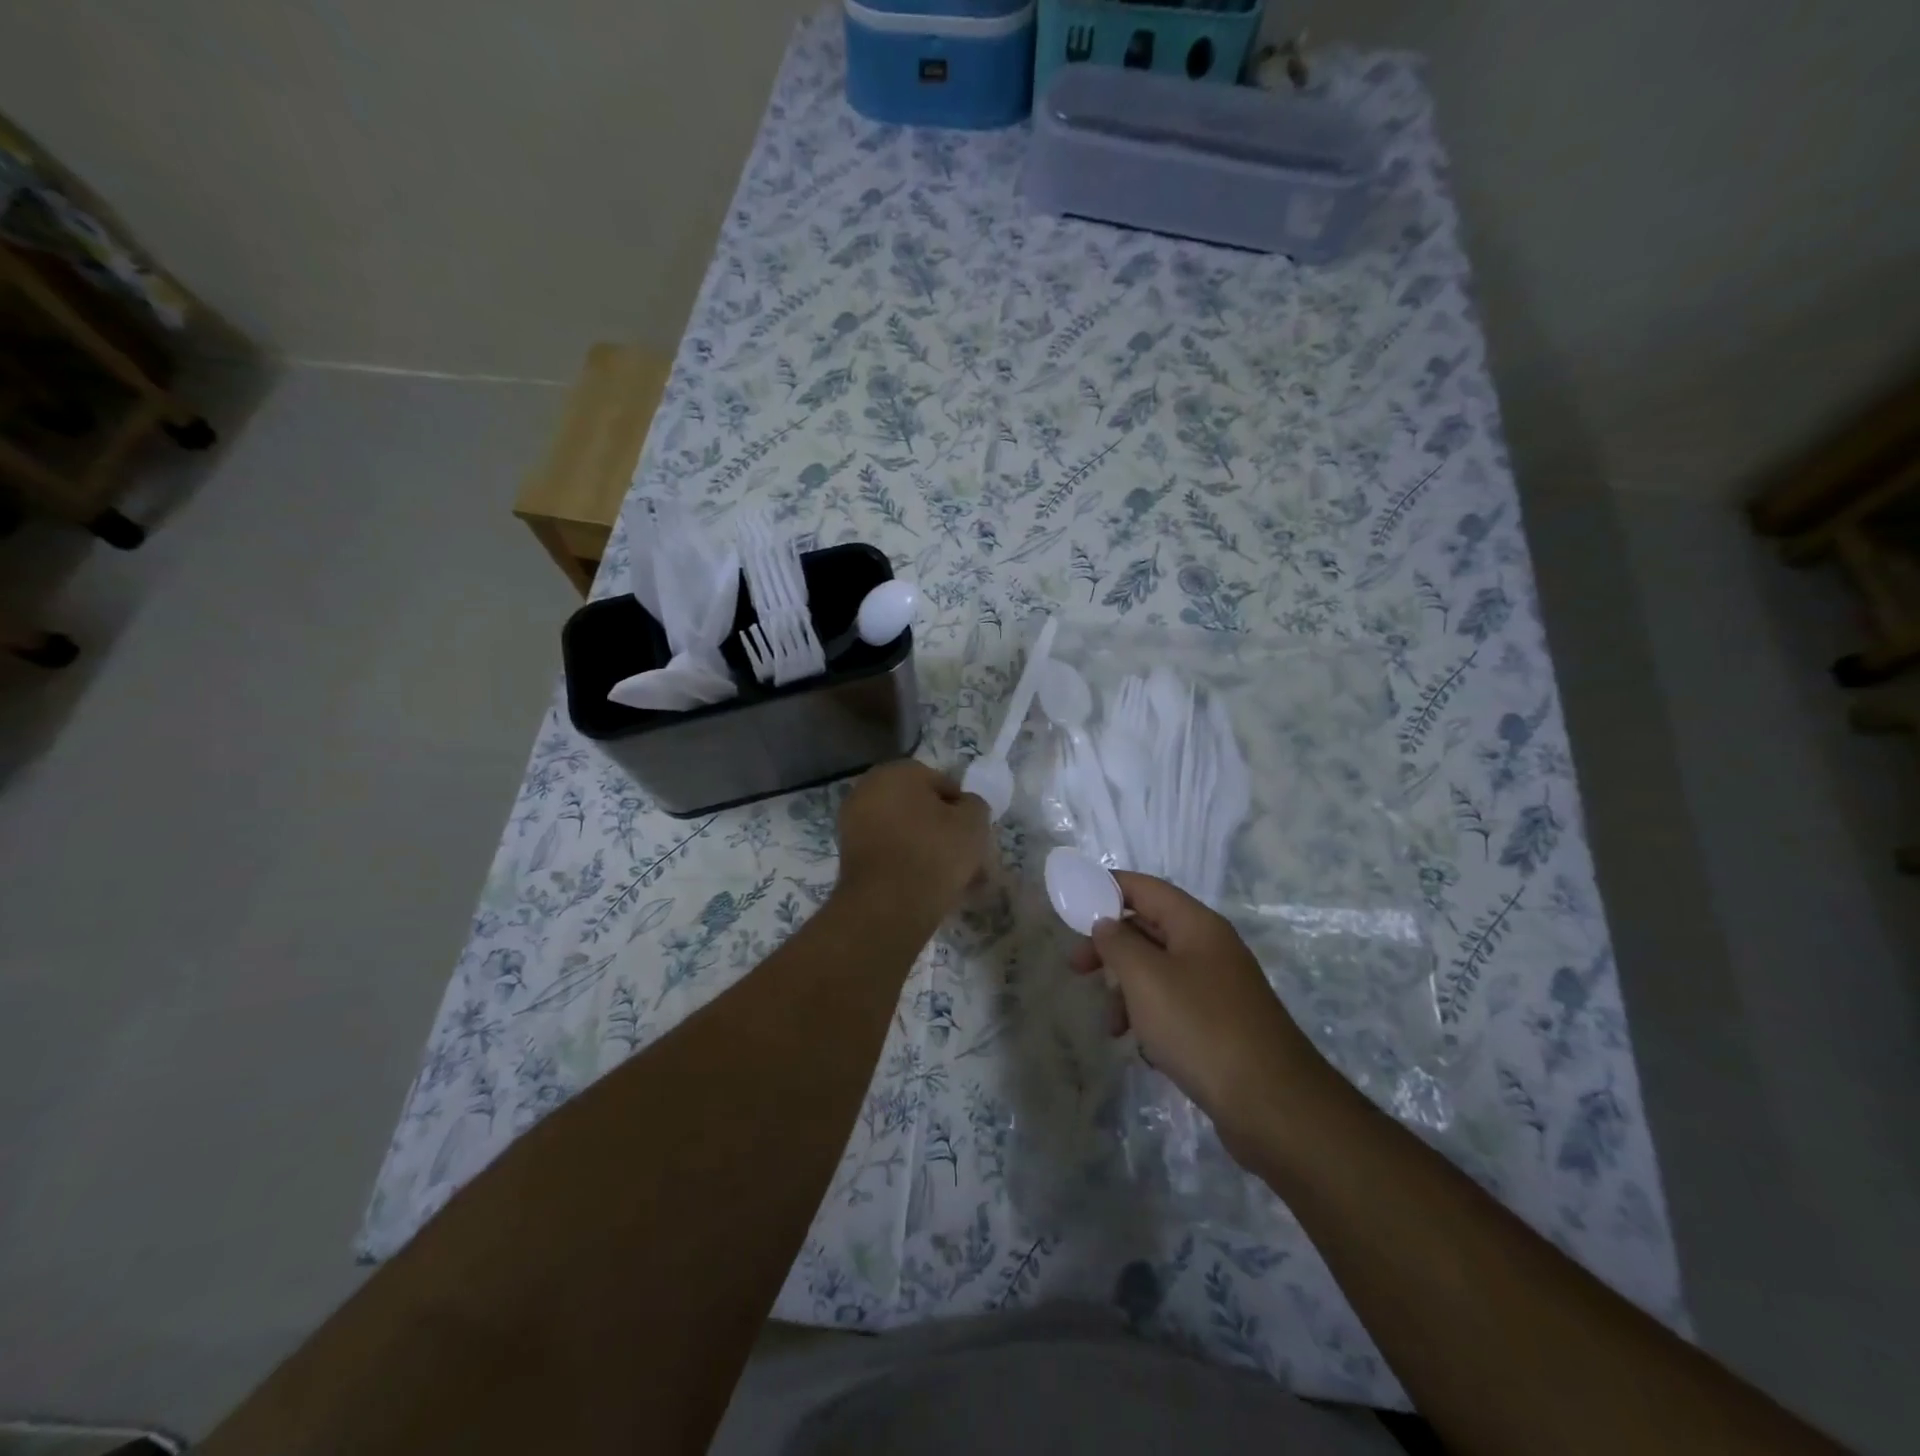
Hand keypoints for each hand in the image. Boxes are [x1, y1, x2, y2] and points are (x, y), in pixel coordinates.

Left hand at [834, 759, 990, 925]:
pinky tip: (927, 888)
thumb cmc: (934, 852)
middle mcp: (868, 789)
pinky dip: (907, 865)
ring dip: (928, 850)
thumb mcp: (974, 822)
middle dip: (944, 832)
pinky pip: (889, 853)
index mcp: (897, 771)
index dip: (963, 810)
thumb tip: (963, 807)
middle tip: (966, 859)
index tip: (974, 836)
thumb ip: (974, 805)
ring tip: (952, 881)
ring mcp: (853, 823)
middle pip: (920, 809)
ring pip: (905, 833)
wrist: (888, 906)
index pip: (942, 784)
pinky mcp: (849, 856)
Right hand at [1070, 872, 1325, 1144]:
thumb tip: (1105, 924)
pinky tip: (1145, 1050)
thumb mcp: (1145, 978)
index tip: (1072, 906)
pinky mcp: (1221, 1025)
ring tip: (1113, 1026)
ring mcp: (1219, 987)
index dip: (1107, 888)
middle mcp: (1210, 948)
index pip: (1144, 887)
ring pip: (1158, 972)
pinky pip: (1174, 1006)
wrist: (1272, 1105)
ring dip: (1127, 991)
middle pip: (1148, 929)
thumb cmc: (1200, 1027)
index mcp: (1196, 925)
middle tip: (1077, 968)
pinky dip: (1151, 1019)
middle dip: (1110, 947)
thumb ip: (1117, 943)